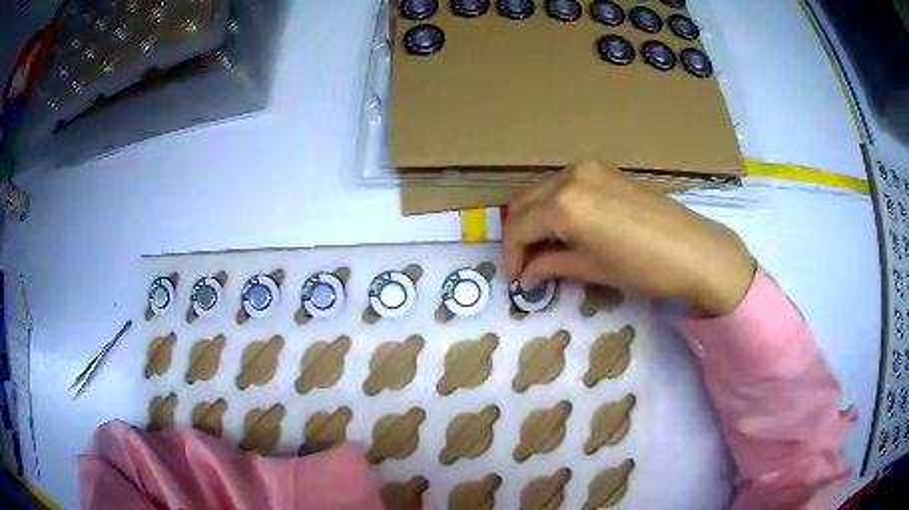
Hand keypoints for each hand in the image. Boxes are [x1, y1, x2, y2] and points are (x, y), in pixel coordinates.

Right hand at [503, 161, 755, 315]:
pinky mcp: (605, 170)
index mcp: (564, 205)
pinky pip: (565, 185)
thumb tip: (527, 275)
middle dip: (519, 235)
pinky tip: (569, 228)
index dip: (512, 256)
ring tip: (547, 248)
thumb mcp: (592, 270)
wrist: (695, 250)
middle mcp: (570, 177)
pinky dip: (557, 206)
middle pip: (525, 203)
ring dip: (536, 219)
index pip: (519, 227)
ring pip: (543, 192)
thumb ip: (552, 266)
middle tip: (527, 264)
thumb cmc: (643, 267)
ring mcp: (589, 168)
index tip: (516, 278)